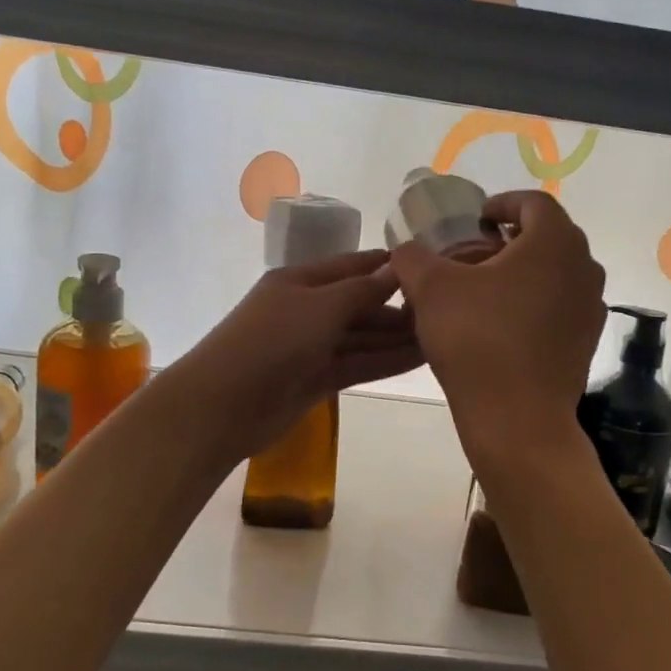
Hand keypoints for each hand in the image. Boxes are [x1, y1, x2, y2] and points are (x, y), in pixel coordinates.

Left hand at [173, 250, 423, 460]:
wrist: (224, 404)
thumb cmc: (273, 340)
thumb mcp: (321, 306)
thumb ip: (362, 290)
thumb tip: (397, 267)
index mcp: (300, 281)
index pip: (351, 266)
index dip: (386, 266)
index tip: (427, 265)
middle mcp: (307, 310)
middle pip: (359, 304)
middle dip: (397, 307)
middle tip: (446, 310)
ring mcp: (311, 347)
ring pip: (362, 337)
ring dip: (397, 337)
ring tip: (443, 335)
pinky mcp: (316, 380)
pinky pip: (357, 364)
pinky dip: (385, 361)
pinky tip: (419, 357)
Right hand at [392, 191, 605, 448]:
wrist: (517, 417)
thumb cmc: (477, 340)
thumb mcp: (430, 289)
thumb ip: (413, 257)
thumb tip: (406, 251)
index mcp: (554, 242)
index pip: (533, 203)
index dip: (501, 203)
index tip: (475, 220)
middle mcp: (584, 267)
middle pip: (547, 237)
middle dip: (510, 240)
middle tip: (474, 255)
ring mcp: (591, 307)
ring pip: (555, 273)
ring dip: (522, 273)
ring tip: (484, 291)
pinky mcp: (586, 341)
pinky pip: (560, 306)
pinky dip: (533, 304)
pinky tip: (501, 326)